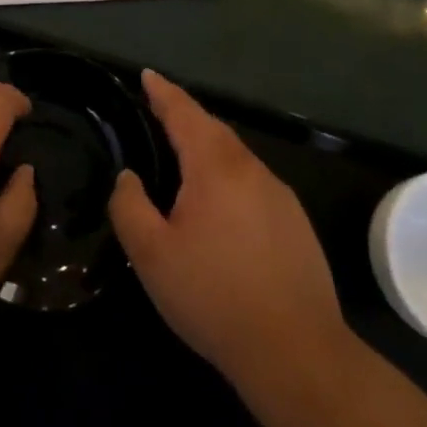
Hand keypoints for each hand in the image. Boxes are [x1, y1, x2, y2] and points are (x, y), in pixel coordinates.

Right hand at [110, 71, 347, 385]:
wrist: (297, 352)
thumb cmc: (215, 297)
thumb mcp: (152, 256)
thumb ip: (130, 207)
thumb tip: (129, 177)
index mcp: (215, 167)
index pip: (184, 114)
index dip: (163, 92)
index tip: (148, 75)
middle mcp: (250, 169)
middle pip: (213, 129)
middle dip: (185, 116)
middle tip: (159, 110)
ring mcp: (278, 195)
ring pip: (235, 156)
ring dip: (208, 147)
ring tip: (183, 156)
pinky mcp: (295, 223)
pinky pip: (252, 182)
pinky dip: (228, 176)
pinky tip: (220, 205)